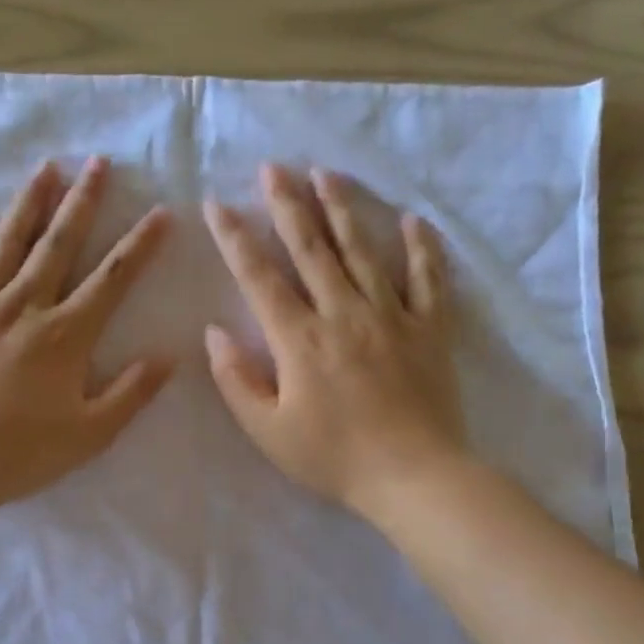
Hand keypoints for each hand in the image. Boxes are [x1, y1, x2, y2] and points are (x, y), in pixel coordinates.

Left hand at [0, 157, 173, 510]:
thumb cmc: (20, 454)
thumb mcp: (90, 434)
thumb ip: (130, 394)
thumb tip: (168, 357)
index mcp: (65, 335)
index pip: (112, 279)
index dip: (140, 245)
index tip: (161, 212)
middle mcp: (23, 306)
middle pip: (59, 244)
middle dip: (82, 202)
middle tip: (97, 163)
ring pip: (6, 243)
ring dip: (28, 203)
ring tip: (45, 168)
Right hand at [204, 164, 463, 517]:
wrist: (412, 475)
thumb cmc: (332, 458)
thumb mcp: (267, 431)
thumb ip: (237, 380)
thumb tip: (214, 333)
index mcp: (299, 339)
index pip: (259, 277)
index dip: (235, 239)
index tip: (218, 204)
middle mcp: (343, 313)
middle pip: (311, 248)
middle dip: (288, 205)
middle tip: (273, 167)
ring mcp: (391, 316)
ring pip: (363, 250)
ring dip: (342, 209)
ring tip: (326, 174)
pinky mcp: (429, 329)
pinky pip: (427, 278)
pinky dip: (421, 247)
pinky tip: (412, 220)